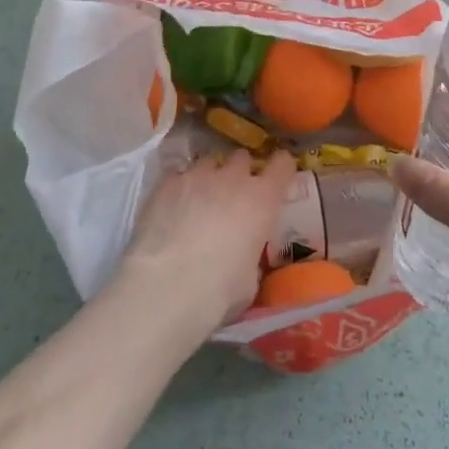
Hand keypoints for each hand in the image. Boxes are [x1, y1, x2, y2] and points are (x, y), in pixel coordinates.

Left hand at [115, 148, 297, 336]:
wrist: (166, 286)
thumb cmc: (218, 290)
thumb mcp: (249, 278)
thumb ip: (250, 254)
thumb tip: (241, 254)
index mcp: (263, 200)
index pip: (282, 165)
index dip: (281, 167)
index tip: (277, 175)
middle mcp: (233, 179)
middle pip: (242, 158)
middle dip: (239, 172)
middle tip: (232, 194)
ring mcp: (197, 176)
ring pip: (209, 163)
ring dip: (209, 177)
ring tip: (199, 200)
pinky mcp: (166, 183)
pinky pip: (179, 176)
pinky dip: (180, 188)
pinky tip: (172, 208)